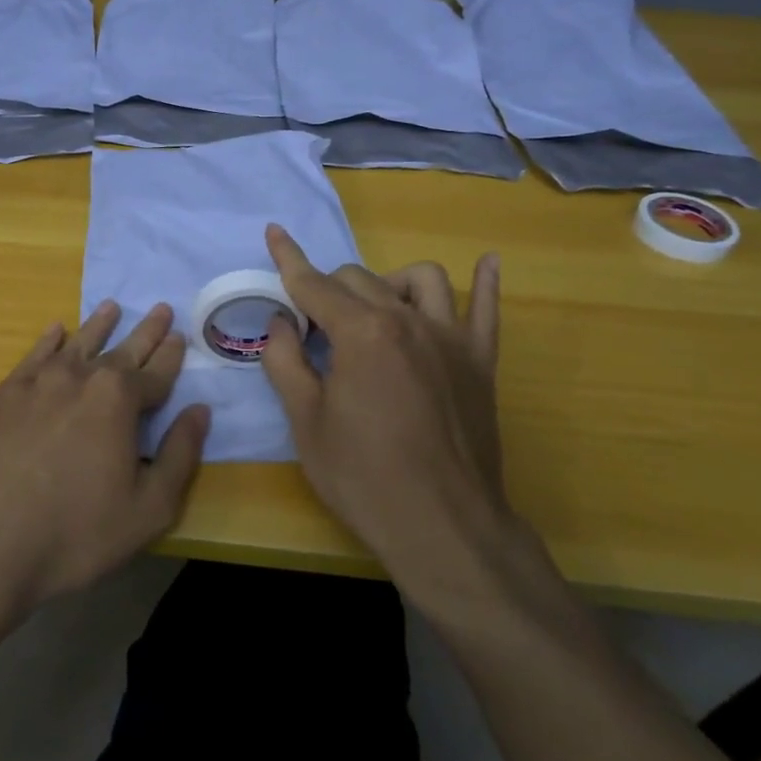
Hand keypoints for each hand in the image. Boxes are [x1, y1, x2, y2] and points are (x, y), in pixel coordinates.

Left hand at [0, 301, 208, 626]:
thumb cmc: (73, 533)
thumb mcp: (147, 509)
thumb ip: (180, 456)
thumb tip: (199, 410)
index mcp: (120, 401)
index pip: (155, 373)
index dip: (171, 356)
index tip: (180, 335)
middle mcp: (81, 378)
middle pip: (121, 349)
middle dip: (145, 331)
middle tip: (160, 308)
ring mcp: (38, 383)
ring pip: (77, 343)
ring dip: (98, 325)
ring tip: (112, 307)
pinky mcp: (4, 395)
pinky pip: (34, 356)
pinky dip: (48, 340)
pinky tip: (55, 331)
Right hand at [261, 224, 526, 600]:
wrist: (444, 528)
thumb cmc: (364, 477)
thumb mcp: (305, 423)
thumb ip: (285, 362)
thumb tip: (281, 323)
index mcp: (360, 333)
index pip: (314, 285)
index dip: (288, 260)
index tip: (273, 232)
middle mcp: (407, 320)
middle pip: (359, 279)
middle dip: (327, 291)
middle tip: (310, 329)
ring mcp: (451, 338)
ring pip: (420, 279)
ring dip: (389, 283)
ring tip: (373, 313)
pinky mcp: (480, 362)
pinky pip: (487, 309)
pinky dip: (485, 283)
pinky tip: (487, 263)